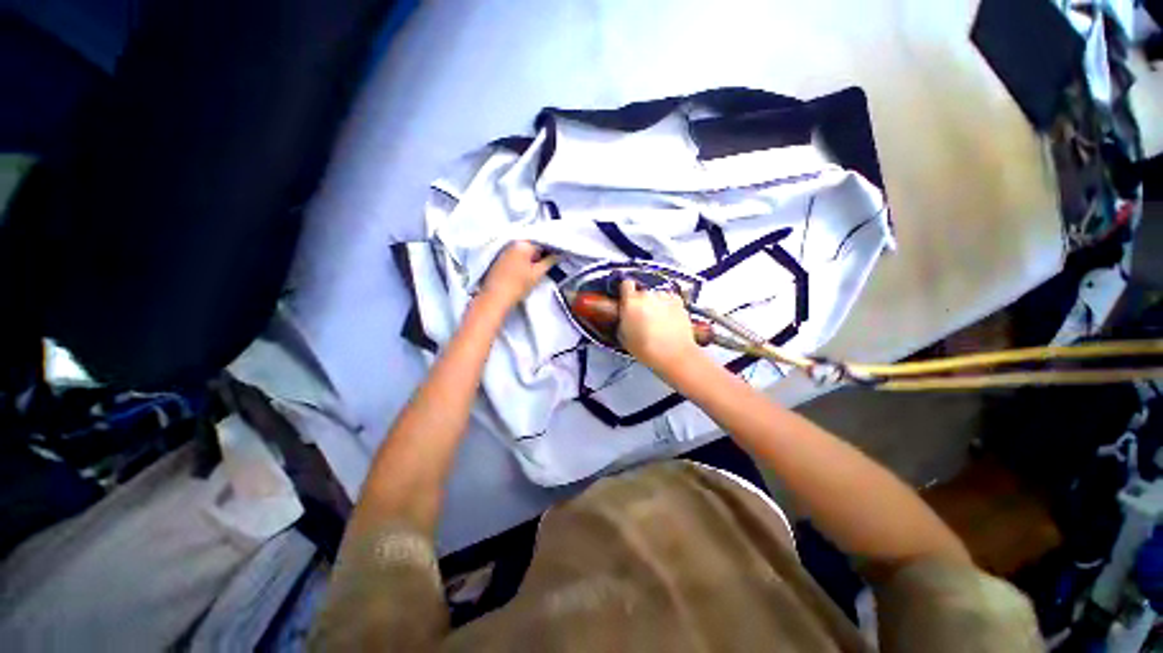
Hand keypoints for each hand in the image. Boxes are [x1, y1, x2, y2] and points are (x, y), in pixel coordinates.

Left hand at [479, 241, 556, 308]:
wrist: (496, 298)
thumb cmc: (518, 285)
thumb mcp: (537, 274)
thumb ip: (549, 262)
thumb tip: (559, 255)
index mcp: (522, 244)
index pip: (542, 243)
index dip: (551, 250)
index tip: (558, 257)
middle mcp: (512, 244)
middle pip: (531, 246)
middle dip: (540, 254)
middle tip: (549, 265)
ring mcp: (504, 251)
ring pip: (523, 252)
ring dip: (531, 258)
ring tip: (539, 269)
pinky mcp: (499, 259)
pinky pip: (515, 256)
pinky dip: (522, 261)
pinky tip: (526, 271)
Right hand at [618, 279, 700, 378]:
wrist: (674, 354)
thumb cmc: (648, 349)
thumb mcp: (623, 337)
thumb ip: (621, 320)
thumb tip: (622, 317)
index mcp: (631, 302)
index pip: (625, 284)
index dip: (625, 291)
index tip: (626, 297)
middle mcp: (648, 295)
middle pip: (641, 292)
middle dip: (640, 302)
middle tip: (640, 317)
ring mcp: (664, 297)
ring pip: (656, 295)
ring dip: (655, 304)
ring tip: (656, 321)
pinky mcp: (678, 301)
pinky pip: (669, 299)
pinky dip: (668, 306)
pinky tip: (667, 320)